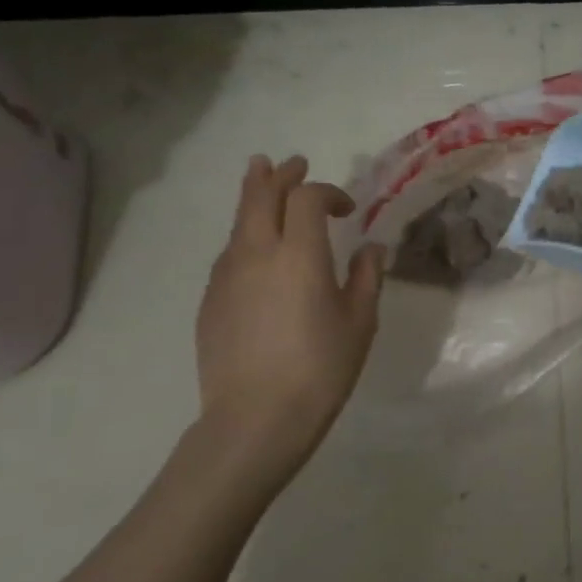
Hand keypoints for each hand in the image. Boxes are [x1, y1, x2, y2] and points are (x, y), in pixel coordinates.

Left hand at [193, 155, 383, 486]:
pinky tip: (256, 250)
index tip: (348, 210)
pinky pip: (229, 253)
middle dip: (278, 175)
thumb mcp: (360, 322)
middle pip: (260, 196)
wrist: (255, 418)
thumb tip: (370, 249)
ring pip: (239, 222)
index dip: (328, 192)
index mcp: (300, 255)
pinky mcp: (210, 300)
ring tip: (263, 183)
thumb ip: (367, 277)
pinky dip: (244, 236)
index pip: (307, 198)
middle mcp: (257, 254)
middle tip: (291, 163)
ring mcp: (226, 276)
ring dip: (255, 199)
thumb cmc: (321, 368)